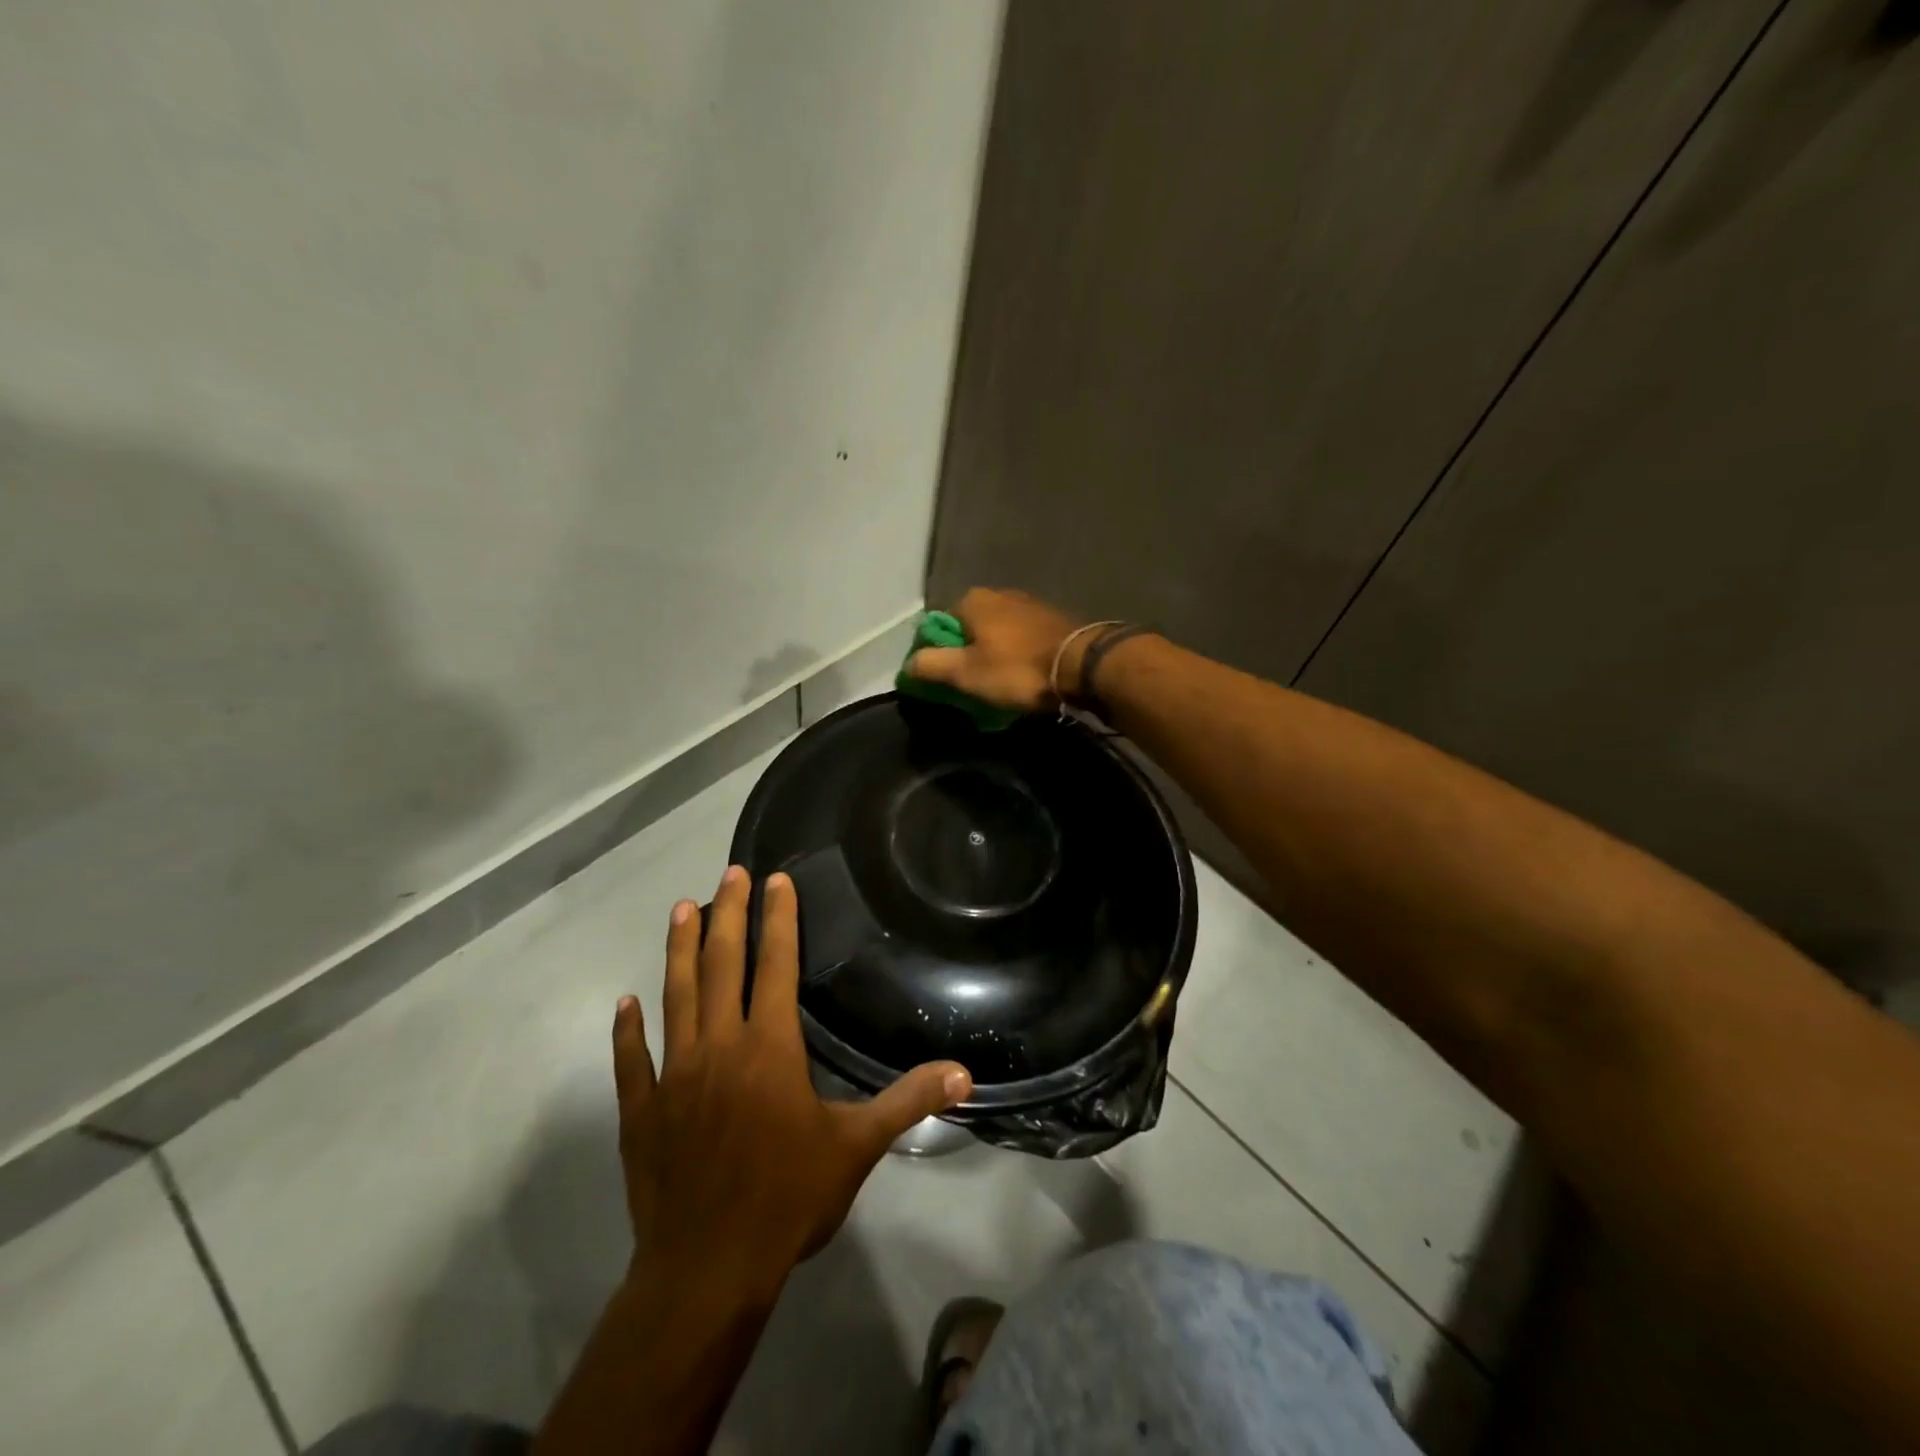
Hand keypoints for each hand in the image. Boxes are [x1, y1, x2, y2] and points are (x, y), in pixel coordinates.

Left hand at [612, 866, 972, 1289]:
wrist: (708, 1270)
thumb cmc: (788, 1199)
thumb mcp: (857, 1147)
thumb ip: (908, 1101)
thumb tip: (964, 1074)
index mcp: (769, 1047)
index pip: (775, 965)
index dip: (777, 919)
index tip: (775, 880)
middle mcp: (719, 1046)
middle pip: (721, 965)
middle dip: (727, 914)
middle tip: (729, 873)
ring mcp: (675, 1076)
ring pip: (676, 997)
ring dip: (678, 950)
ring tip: (680, 909)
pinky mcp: (642, 1111)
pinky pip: (633, 1061)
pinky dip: (628, 1031)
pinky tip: (624, 1005)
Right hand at [906, 587, 1083, 711]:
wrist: (1084, 666)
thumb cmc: (1018, 669)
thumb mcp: (965, 673)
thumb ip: (930, 665)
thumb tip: (907, 665)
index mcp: (973, 600)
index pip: (939, 625)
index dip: (936, 654)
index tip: (944, 681)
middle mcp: (1000, 594)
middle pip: (969, 629)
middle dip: (967, 656)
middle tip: (972, 687)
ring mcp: (1029, 604)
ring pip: (998, 635)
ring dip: (994, 657)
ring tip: (999, 686)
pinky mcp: (1053, 620)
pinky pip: (1022, 640)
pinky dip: (1017, 656)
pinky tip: (1024, 676)